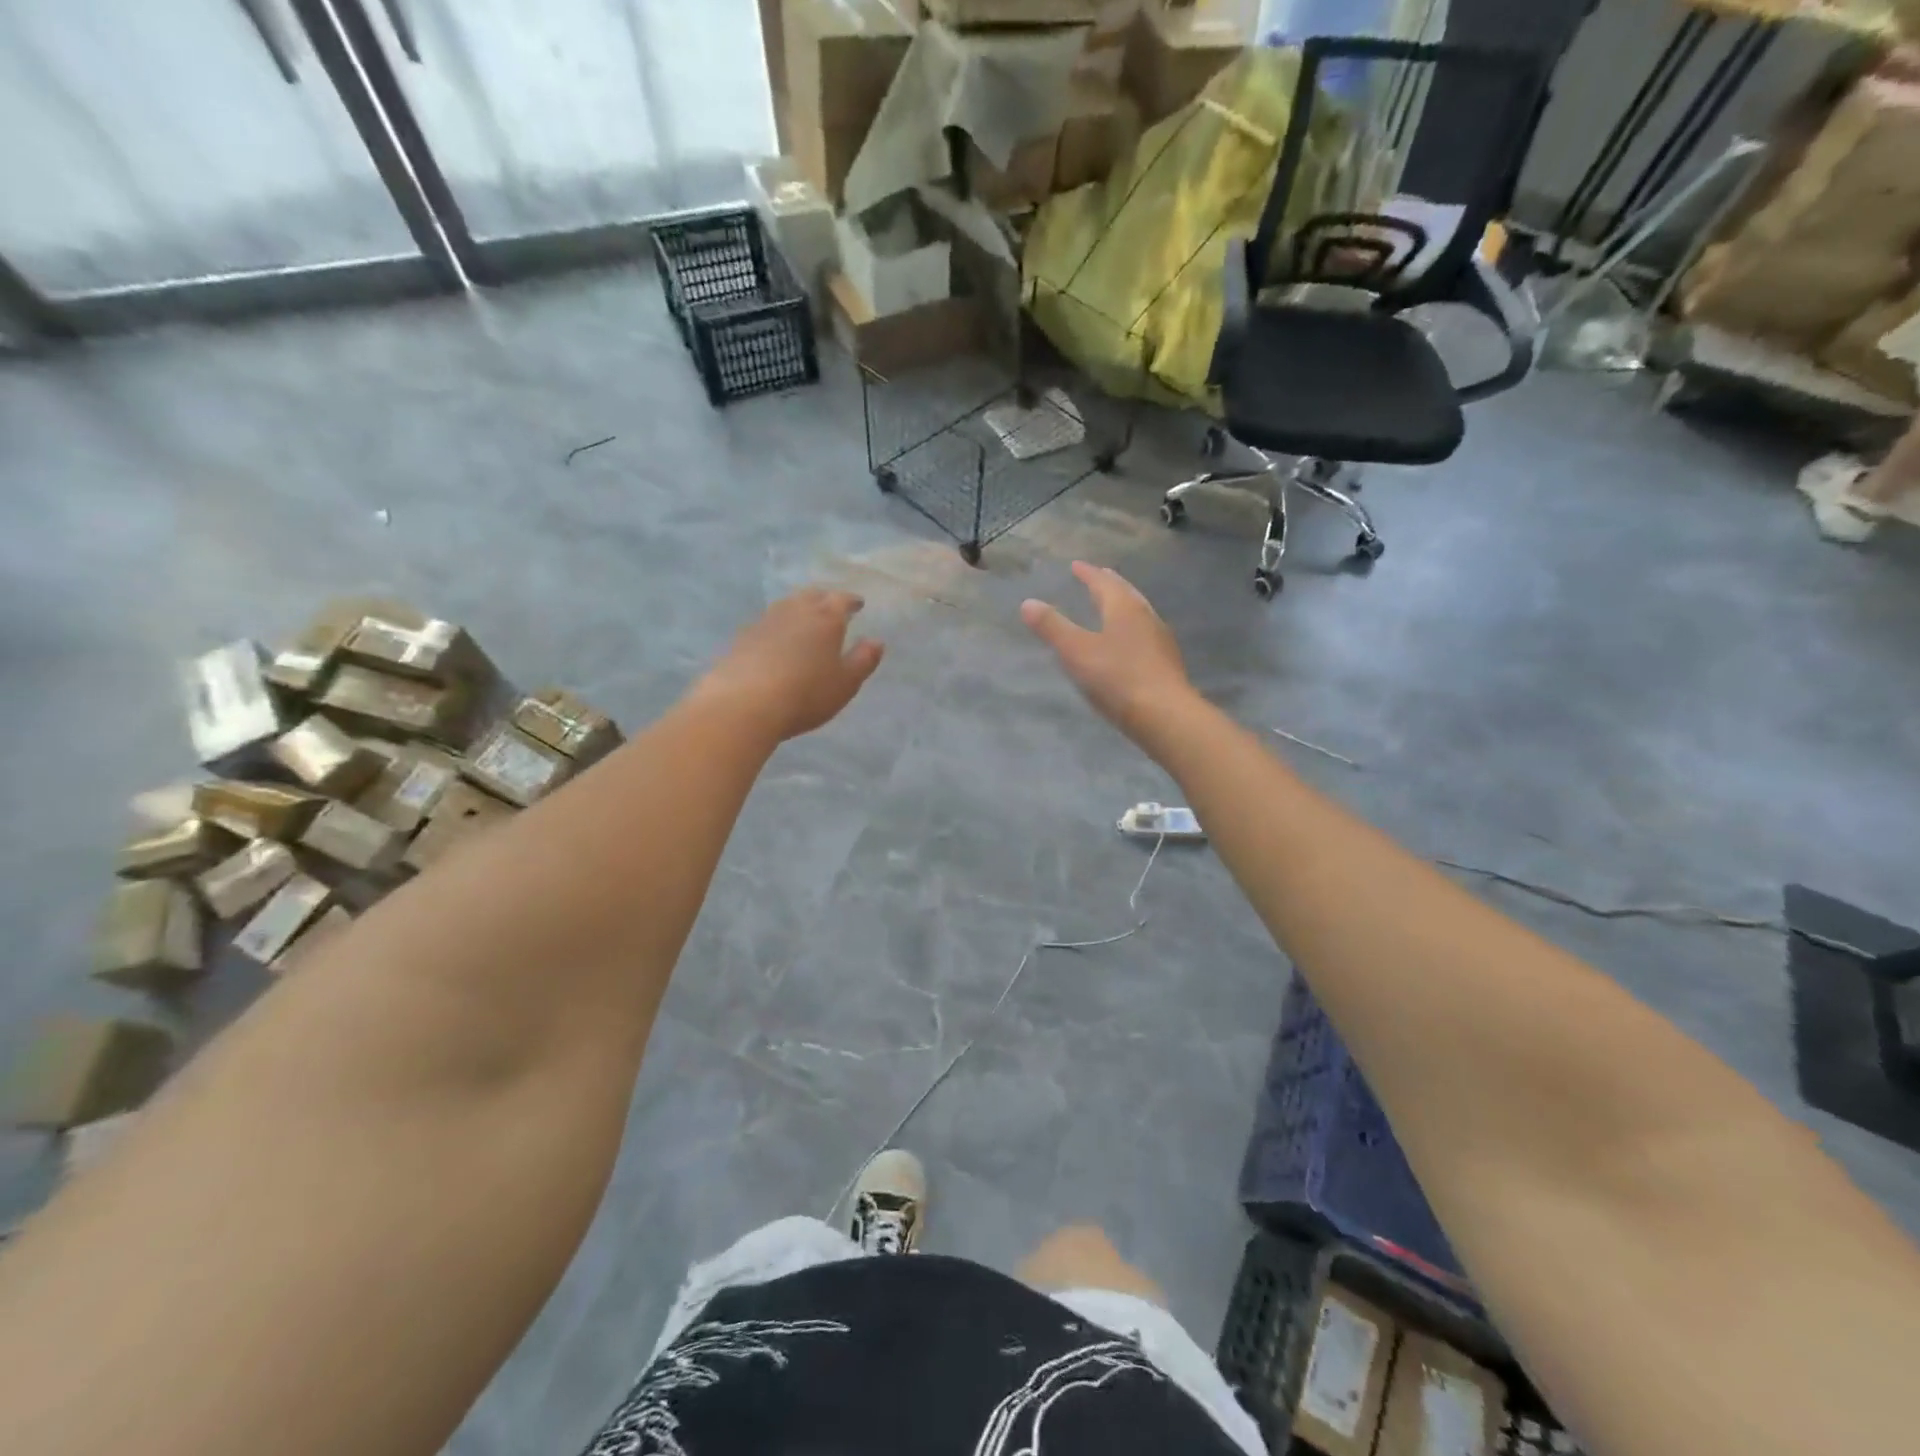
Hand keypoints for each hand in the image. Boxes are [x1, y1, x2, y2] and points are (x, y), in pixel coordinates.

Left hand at [695, 588, 883, 741]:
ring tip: (804, 619)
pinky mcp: (742, 638)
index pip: (841, 600)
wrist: (744, 703)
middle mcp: (795, 612)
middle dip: (824, 598)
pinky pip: (766, 624)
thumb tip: (876, 641)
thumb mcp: (845, 683)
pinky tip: (775, 640)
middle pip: (811, 596)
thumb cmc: (805, 694)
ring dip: (798, 609)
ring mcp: (765, 622)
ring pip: (786, 606)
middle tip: (831, 606)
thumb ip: (863, 660)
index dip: (851, 601)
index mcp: (825, 619)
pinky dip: (777, 627)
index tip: (858, 603)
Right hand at [1020, 562, 1192, 737]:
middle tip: (1098, 577)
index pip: (1103, 582)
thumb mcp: (1076, 652)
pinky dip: (1133, 629)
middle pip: (1126, 593)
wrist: (1165, 715)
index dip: (1088, 573)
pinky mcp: (1167, 664)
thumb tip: (1028, 603)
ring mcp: (1161, 640)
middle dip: (1110, 584)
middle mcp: (1146, 617)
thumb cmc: (1117, 679)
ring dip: (1124, 605)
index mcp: (1124, 608)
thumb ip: (1052, 627)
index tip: (1076, 565)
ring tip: (1113, 606)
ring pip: (1140, 613)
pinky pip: (1146, 634)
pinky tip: (1130, 643)